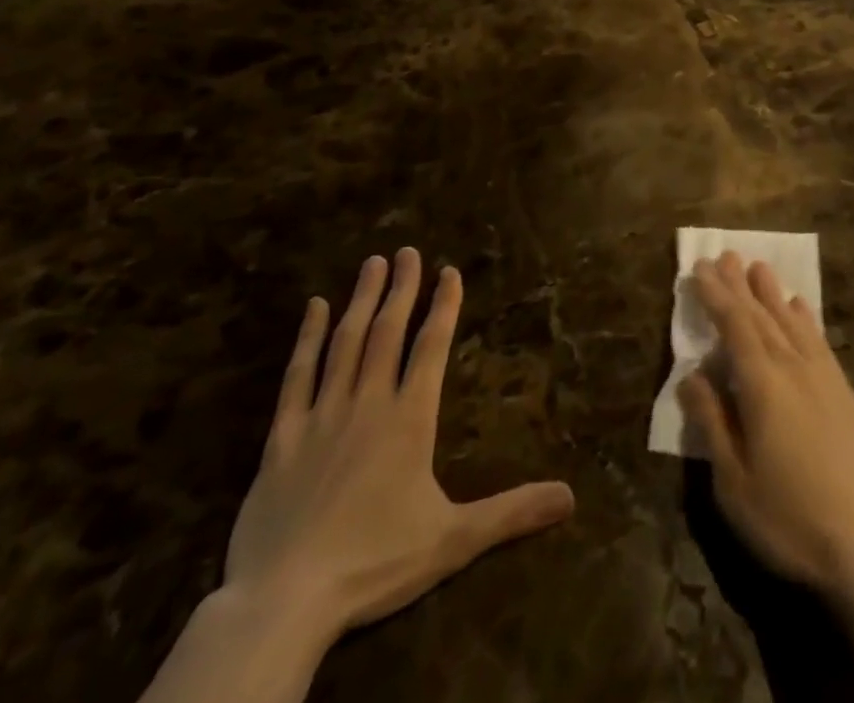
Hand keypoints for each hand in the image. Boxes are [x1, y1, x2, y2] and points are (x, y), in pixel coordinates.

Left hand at [222, 250, 575, 641]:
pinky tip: (314, 308)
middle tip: (407, 250)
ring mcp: (322, 416)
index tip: (449, 271)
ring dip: (361, 300)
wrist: (283, 603)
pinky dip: (307, 339)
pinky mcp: (282, 438)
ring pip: (346, 343)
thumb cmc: (374, 564)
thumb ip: (512, 512)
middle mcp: (368, 403)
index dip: (443, 306)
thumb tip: (571, 497)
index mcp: (410, 419)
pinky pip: (296, 377)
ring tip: (371, 263)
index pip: (432, 347)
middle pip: (388, 332)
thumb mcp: (453, 541)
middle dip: (401, 288)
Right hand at [677, 252, 853, 595]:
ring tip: (759, 267)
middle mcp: (793, 367)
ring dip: (772, 293)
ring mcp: (824, 377)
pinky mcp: (845, 392)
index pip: (734, 326)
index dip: (716, 296)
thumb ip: (712, 422)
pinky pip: (819, 340)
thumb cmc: (790, 517)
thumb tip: (690, 376)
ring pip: (791, 322)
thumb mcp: (734, 481)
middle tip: (725, 255)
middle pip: (761, 316)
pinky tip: (800, 308)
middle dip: (740, 285)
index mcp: (762, 384)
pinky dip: (805, 319)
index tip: (701, 268)